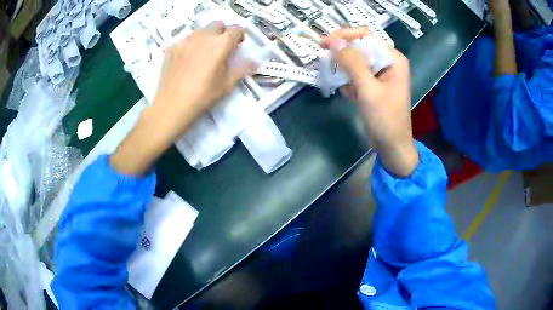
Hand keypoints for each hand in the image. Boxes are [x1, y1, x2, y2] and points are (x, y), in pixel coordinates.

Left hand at [110, 23, 252, 174]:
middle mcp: (204, 36)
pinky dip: (190, 45)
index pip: (236, 29)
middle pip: (218, 24)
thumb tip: (255, 62)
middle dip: (222, 33)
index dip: (239, 36)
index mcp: (221, 43)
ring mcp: (185, 40)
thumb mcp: (227, 84)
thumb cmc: (203, 96)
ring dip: (206, 37)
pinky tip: (186, 60)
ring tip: (202, 54)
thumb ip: (242, 69)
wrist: (172, 106)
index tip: (237, 45)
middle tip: (220, 49)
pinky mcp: (172, 47)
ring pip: (200, 30)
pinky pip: (185, 39)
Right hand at [320, 28, 417, 176]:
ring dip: (344, 70)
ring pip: (355, 61)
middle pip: (360, 48)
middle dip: (342, 55)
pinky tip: (349, 95)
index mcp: (393, 59)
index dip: (345, 36)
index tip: (324, 42)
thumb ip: (351, 63)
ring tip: (340, 83)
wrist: (392, 147)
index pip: (366, 37)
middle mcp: (388, 62)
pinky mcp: (373, 84)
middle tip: (324, 59)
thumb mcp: (368, 89)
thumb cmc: (385, 119)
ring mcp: (380, 74)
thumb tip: (333, 41)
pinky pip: (356, 75)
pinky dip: (348, 82)